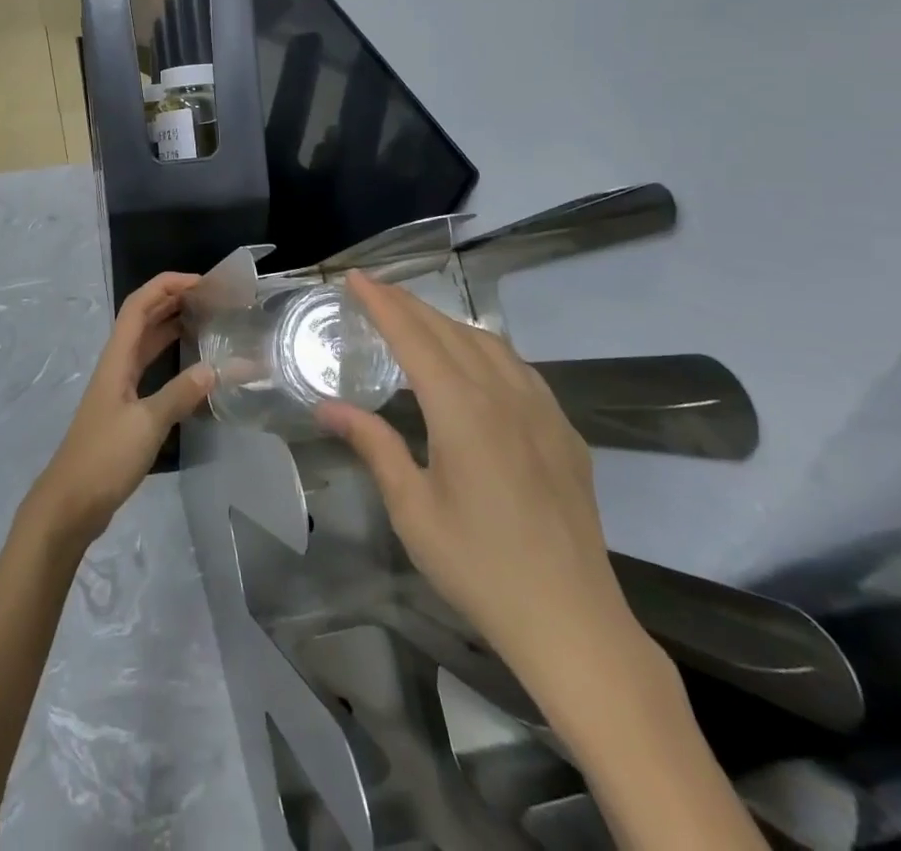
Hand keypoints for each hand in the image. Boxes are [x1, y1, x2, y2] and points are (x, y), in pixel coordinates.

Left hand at [26, 273, 213, 547]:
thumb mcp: (147, 424)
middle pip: (143, 318)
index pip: (139, 305)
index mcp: (117, 358)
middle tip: (212, 298)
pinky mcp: (125, 408)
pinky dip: (170, 357)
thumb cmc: (104, 457)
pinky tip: (193, 367)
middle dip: (173, 300)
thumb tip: (216, 368)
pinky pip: (150, 368)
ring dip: (172, 325)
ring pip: (146, 342)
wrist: (71, 503)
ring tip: (207, 320)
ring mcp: (119, 386)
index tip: (202, 282)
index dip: (167, 286)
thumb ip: (181, 394)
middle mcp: (117, 364)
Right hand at [317, 272, 633, 679]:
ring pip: (488, 342)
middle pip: (449, 330)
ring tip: (417, 320)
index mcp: (461, 409)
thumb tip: (328, 407)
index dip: (382, 302)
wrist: (572, 622)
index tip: (355, 278)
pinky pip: (519, 368)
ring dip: (447, 322)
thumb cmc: (479, 565)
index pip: (413, 336)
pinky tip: (476, 363)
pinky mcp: (564, 432)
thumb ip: (373, 446)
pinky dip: (485, 347)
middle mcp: (503, 394)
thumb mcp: (412, 509)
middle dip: (408, 304)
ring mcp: (541, 410)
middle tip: (374, 291)